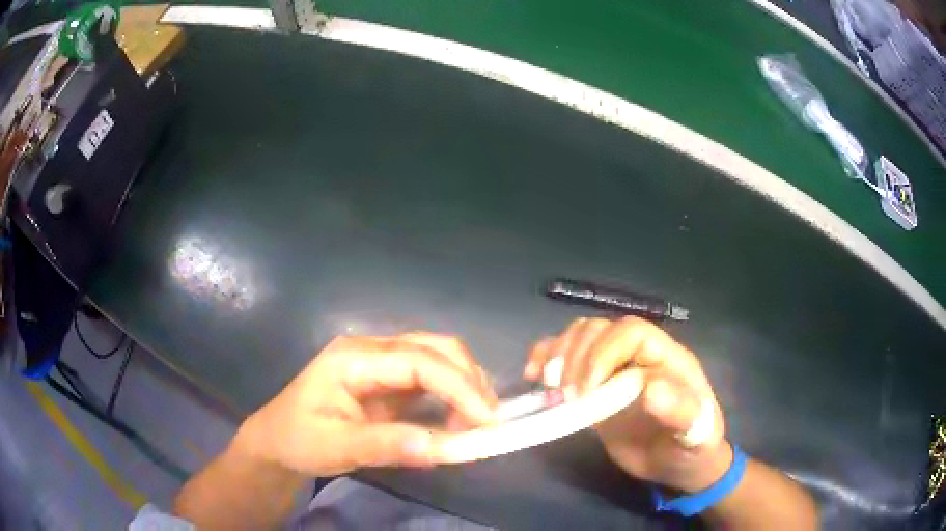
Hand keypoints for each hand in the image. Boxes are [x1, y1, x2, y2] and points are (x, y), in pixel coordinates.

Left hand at [235, 333, 496, 476]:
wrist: (277, 443)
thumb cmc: (298, 440)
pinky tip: (459, 418)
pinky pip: (430, 380)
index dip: (459, 386)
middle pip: (433, 348)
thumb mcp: (337, 446)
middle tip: (488, 419)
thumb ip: (389, 445)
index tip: (486, 419)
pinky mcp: (387, 381)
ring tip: (476, 422)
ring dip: (464, 386)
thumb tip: (446, 448)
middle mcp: (371, 350)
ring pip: (436, 359)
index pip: (418, 360)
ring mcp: (380, 364)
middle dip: (468, 379)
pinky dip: (452, 396)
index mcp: (353, 357)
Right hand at [525, 317, 730, 492]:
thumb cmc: (692, 448)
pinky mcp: (593, 385)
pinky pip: (566, 357)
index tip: (587, 389)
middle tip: (565, 395)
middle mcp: (637, 355)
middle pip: (598, 330)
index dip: (603, 352)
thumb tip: (649, 388)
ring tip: (548, 386)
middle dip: (575, 356)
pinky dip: (545, 358)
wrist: (678, 465)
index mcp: (666, 357)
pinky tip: (532, 376)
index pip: (631, 331)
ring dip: (557, 354)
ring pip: (579, 337)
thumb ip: (680, 411)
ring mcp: (613, 369)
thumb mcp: (694, 434)